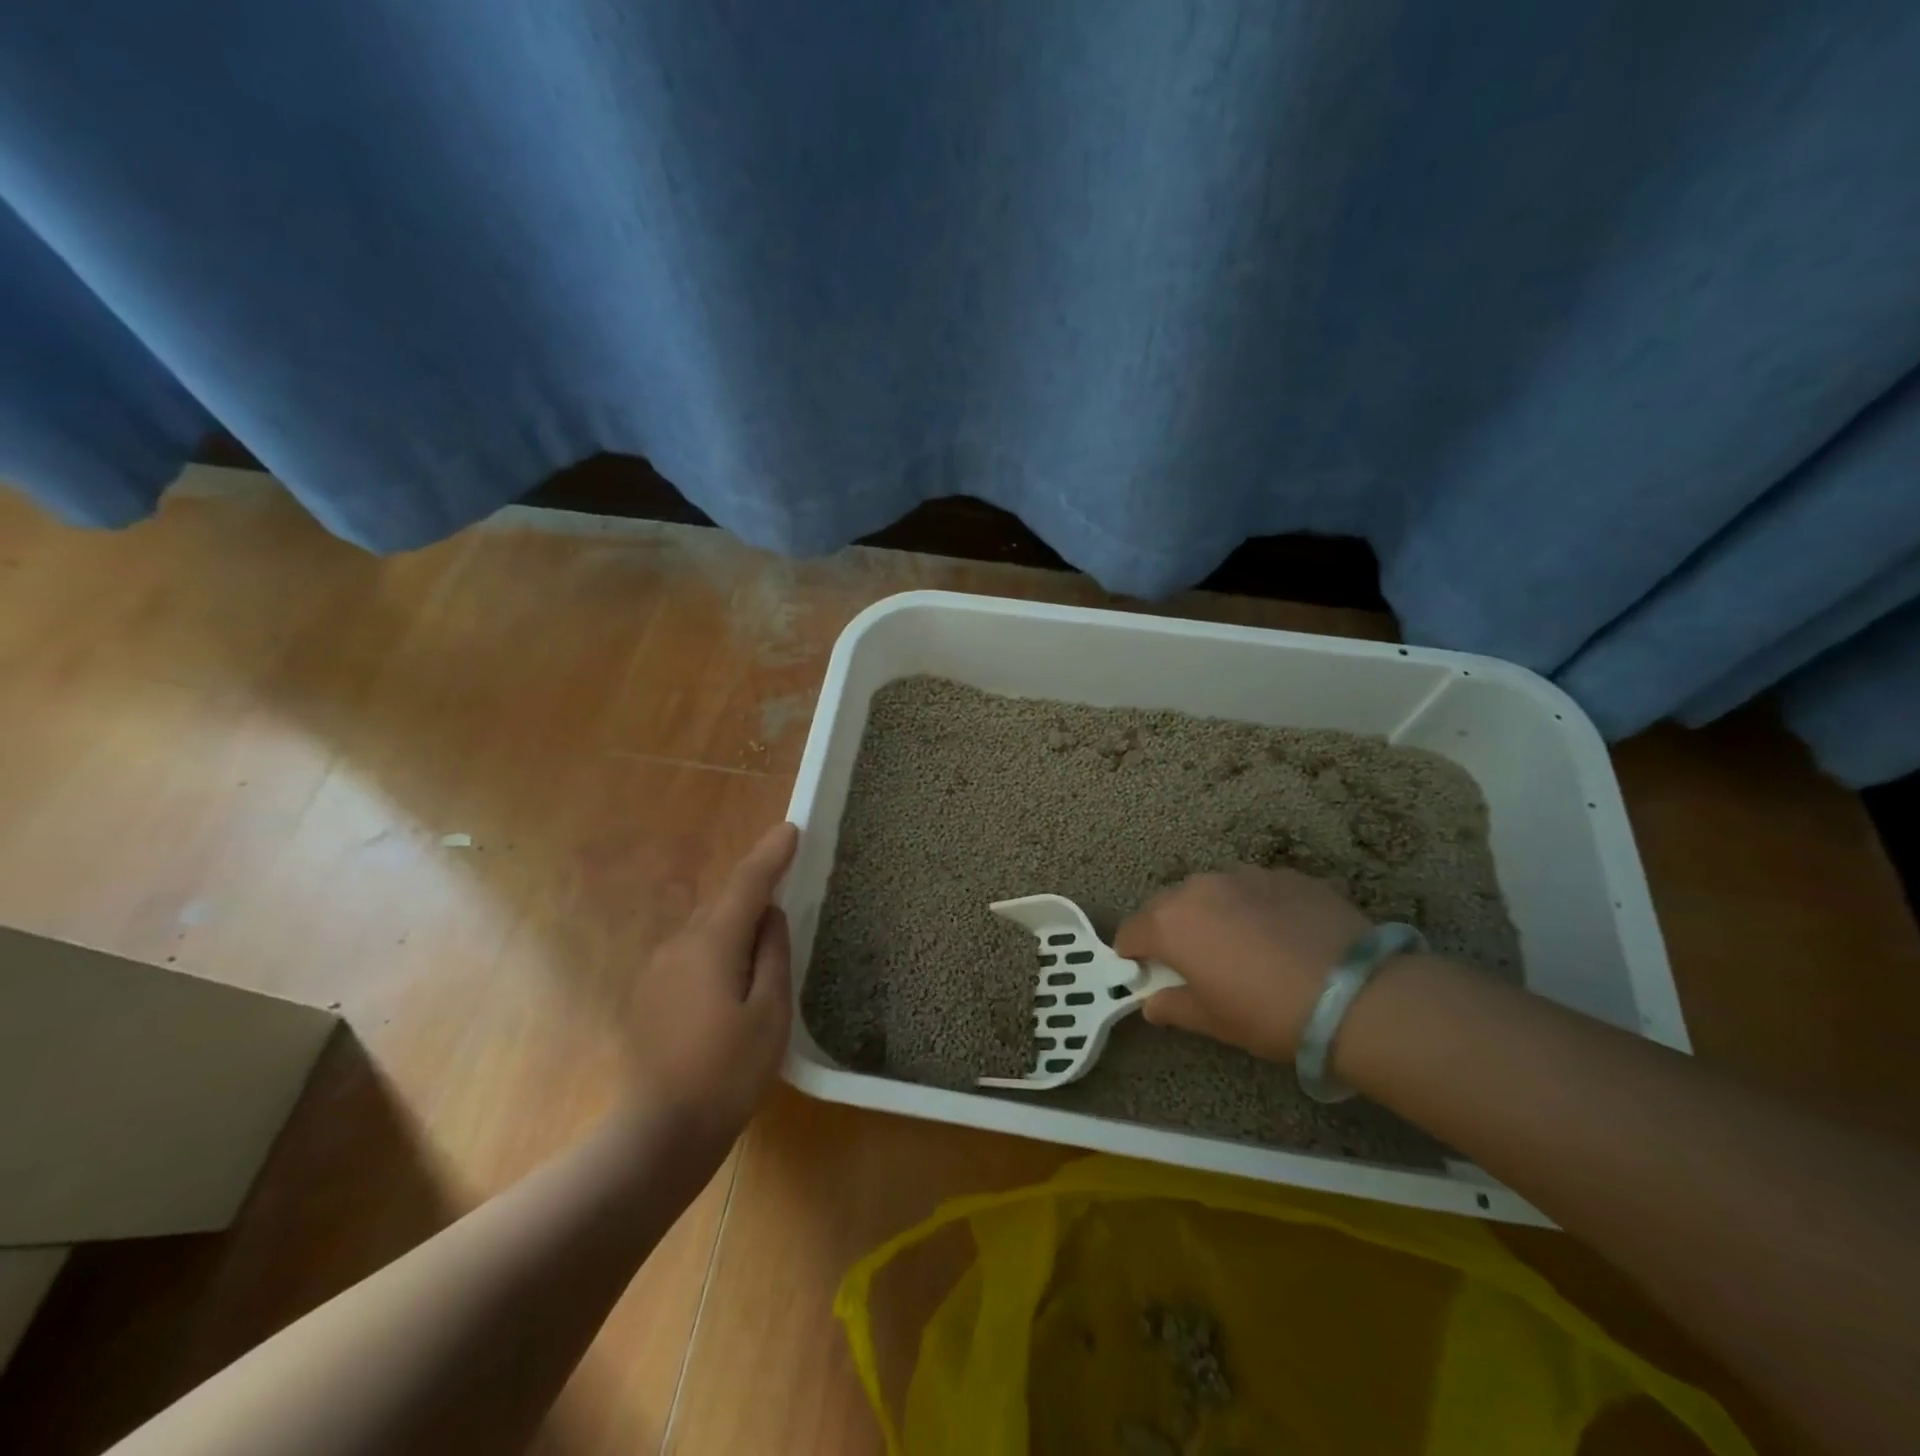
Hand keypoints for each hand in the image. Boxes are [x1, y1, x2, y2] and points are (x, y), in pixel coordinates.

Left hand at [626, 821, 798, 1144]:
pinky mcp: (652, 994)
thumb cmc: (726, 1075)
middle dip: (756, 883)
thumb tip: (770, 916)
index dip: (771, 855)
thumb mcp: (769, 1014)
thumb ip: (771, 955)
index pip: (746, 884)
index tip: (792, 829)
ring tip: (768, 922)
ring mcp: (659, 970)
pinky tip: (737, 967)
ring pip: (707, 927)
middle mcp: (678, 945)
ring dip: (738, 916)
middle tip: (787, 870)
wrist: (659, 1135)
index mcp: (710, 944)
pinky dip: (721, 943)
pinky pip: (694, 951)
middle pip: (724, 901)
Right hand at [1114, 866, 1371, 1061]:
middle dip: (1170, 929)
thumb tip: (1152, 1004)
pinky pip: (1254, 888)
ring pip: (1211, 891)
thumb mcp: (1215, 1022)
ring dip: (1212, 912)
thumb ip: (1173, 1007)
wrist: (1356, 995)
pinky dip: (1253, 906)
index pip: (1130, 932)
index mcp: (1171, 924)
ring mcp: (1245, 875)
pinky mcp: (1286, 874)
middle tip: (1193, 961)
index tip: (1146, 973)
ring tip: (1241, 944)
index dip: (1133, 954)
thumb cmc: (1269, 1014)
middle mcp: (1199, 888)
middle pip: (1167, 905)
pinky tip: (1281, 935)